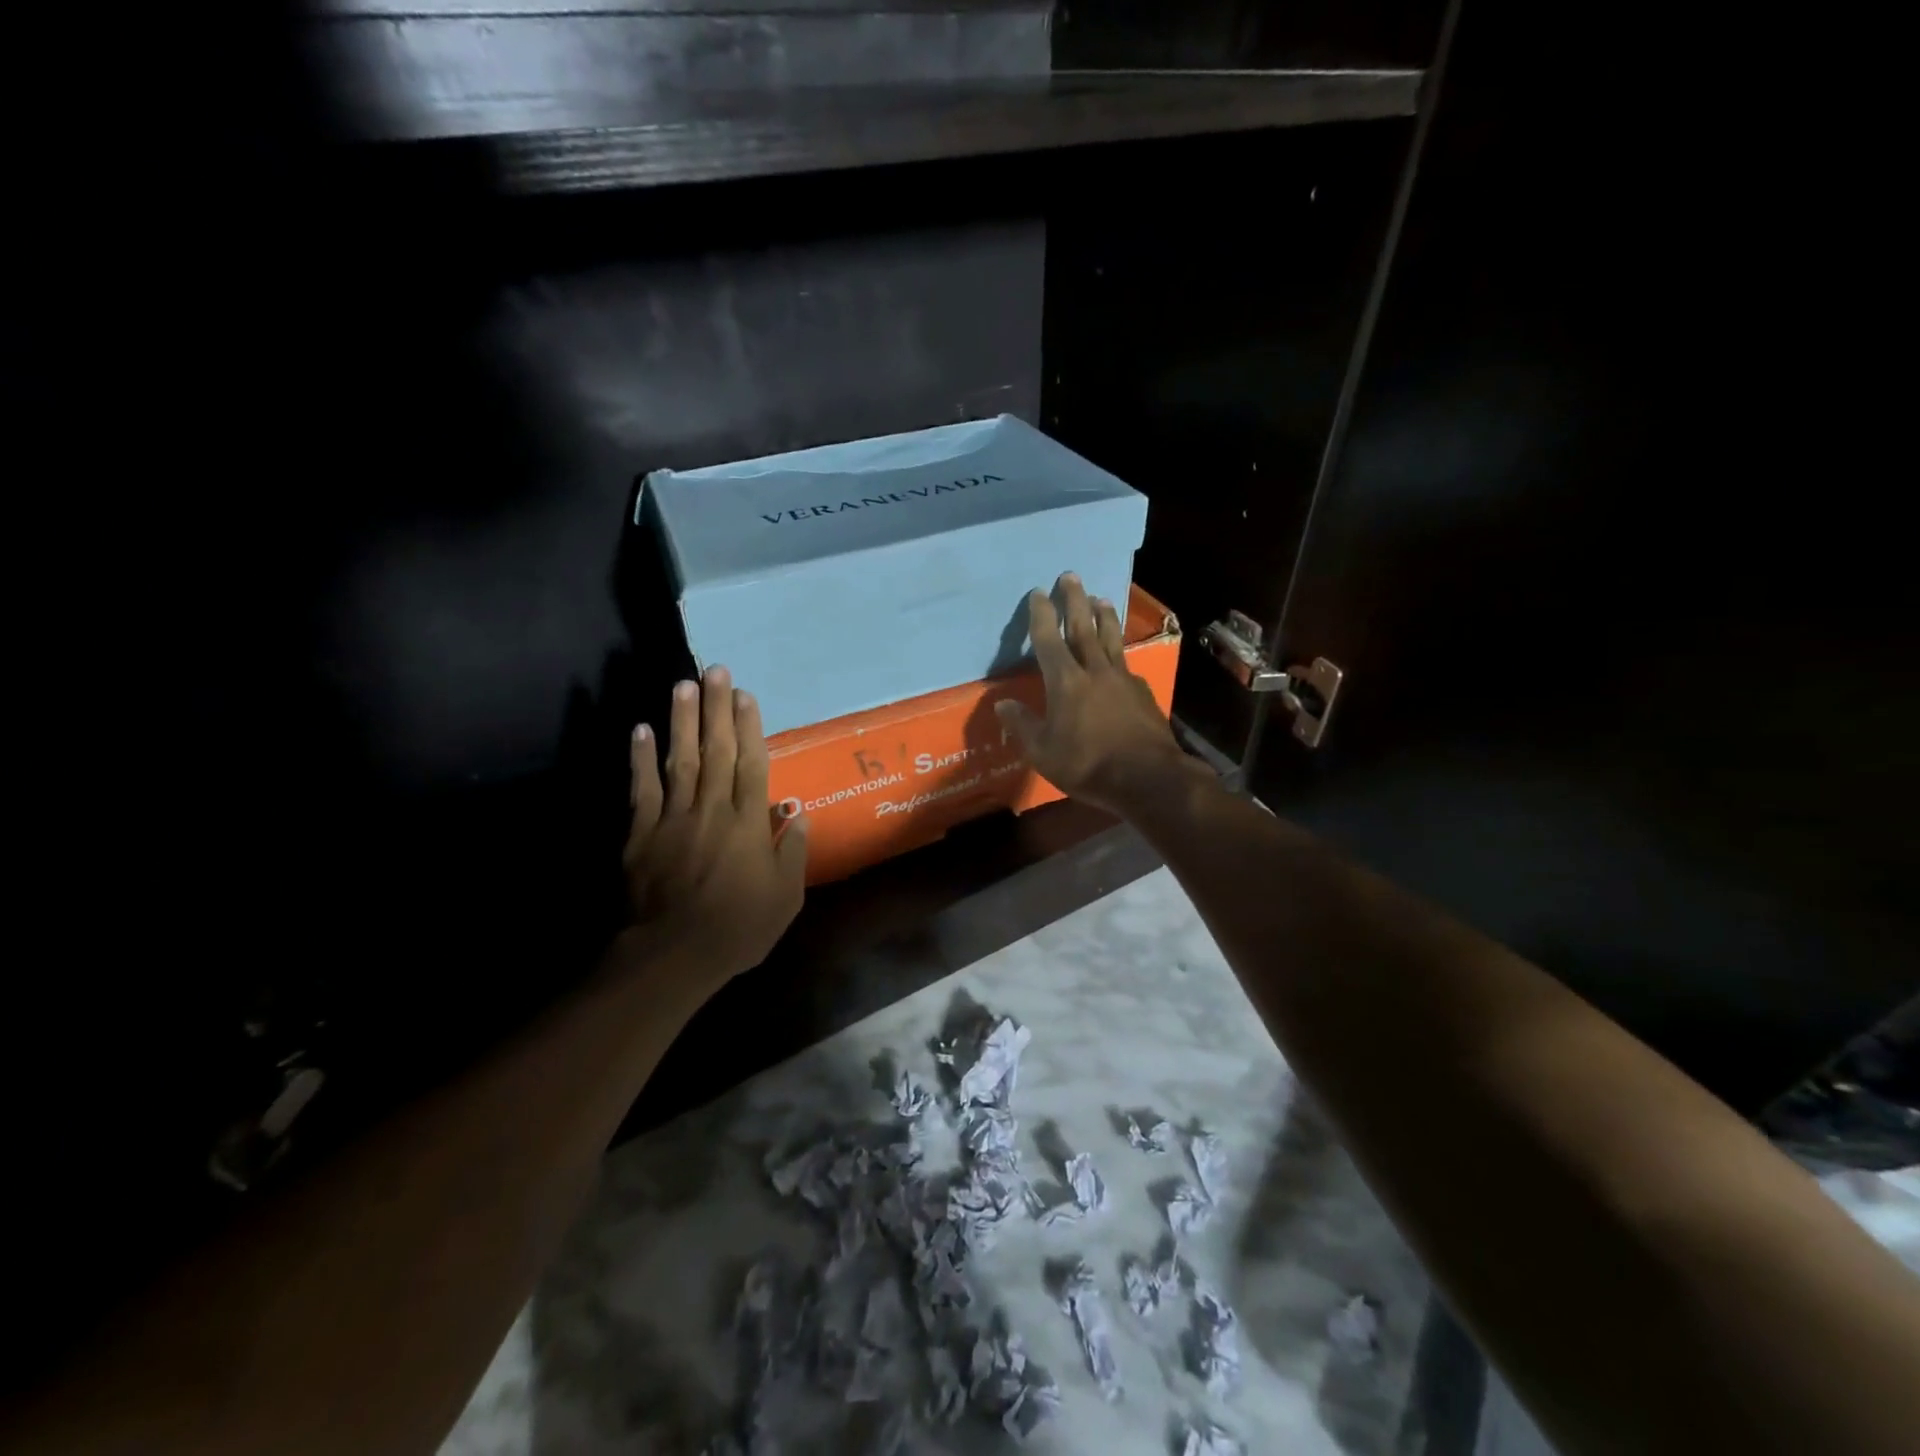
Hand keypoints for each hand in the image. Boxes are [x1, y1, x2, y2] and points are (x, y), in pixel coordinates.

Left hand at [621, 667, 807, 986]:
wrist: (673, 955)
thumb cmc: (738, 928)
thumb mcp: (785, 898)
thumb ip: (793, 852)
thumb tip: (797, 811)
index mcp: (749, 824)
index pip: (752, 764)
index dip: (750, 727)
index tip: (746, 695)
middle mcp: (713, 810)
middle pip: (717, 751)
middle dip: (717, 709)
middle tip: (716, 670)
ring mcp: (674, 818)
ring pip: (681, 760)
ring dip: (683, 721)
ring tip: (684, 684)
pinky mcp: (642, 833)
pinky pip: (643, 789)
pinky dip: (641, 759)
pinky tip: (641, 729)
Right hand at [995, 574, 1194, 815]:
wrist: (1147, 778)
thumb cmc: (1087, 765)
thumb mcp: (1043, 752)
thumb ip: (1023, 725)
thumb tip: (1003, 704)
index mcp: (1066, 682)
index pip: (1049, 641)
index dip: (1042, 615)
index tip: (1038, 593)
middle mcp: (1095, 672)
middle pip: (1083, 629)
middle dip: (1075, 601)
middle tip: (1071, 575)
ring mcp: (1123, 680)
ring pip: (1110, 640)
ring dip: (1103, 617)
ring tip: (1100, 598)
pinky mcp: (1142, 693)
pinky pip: (1126, 663)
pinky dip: (1119, 651)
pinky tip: (1120, 653)